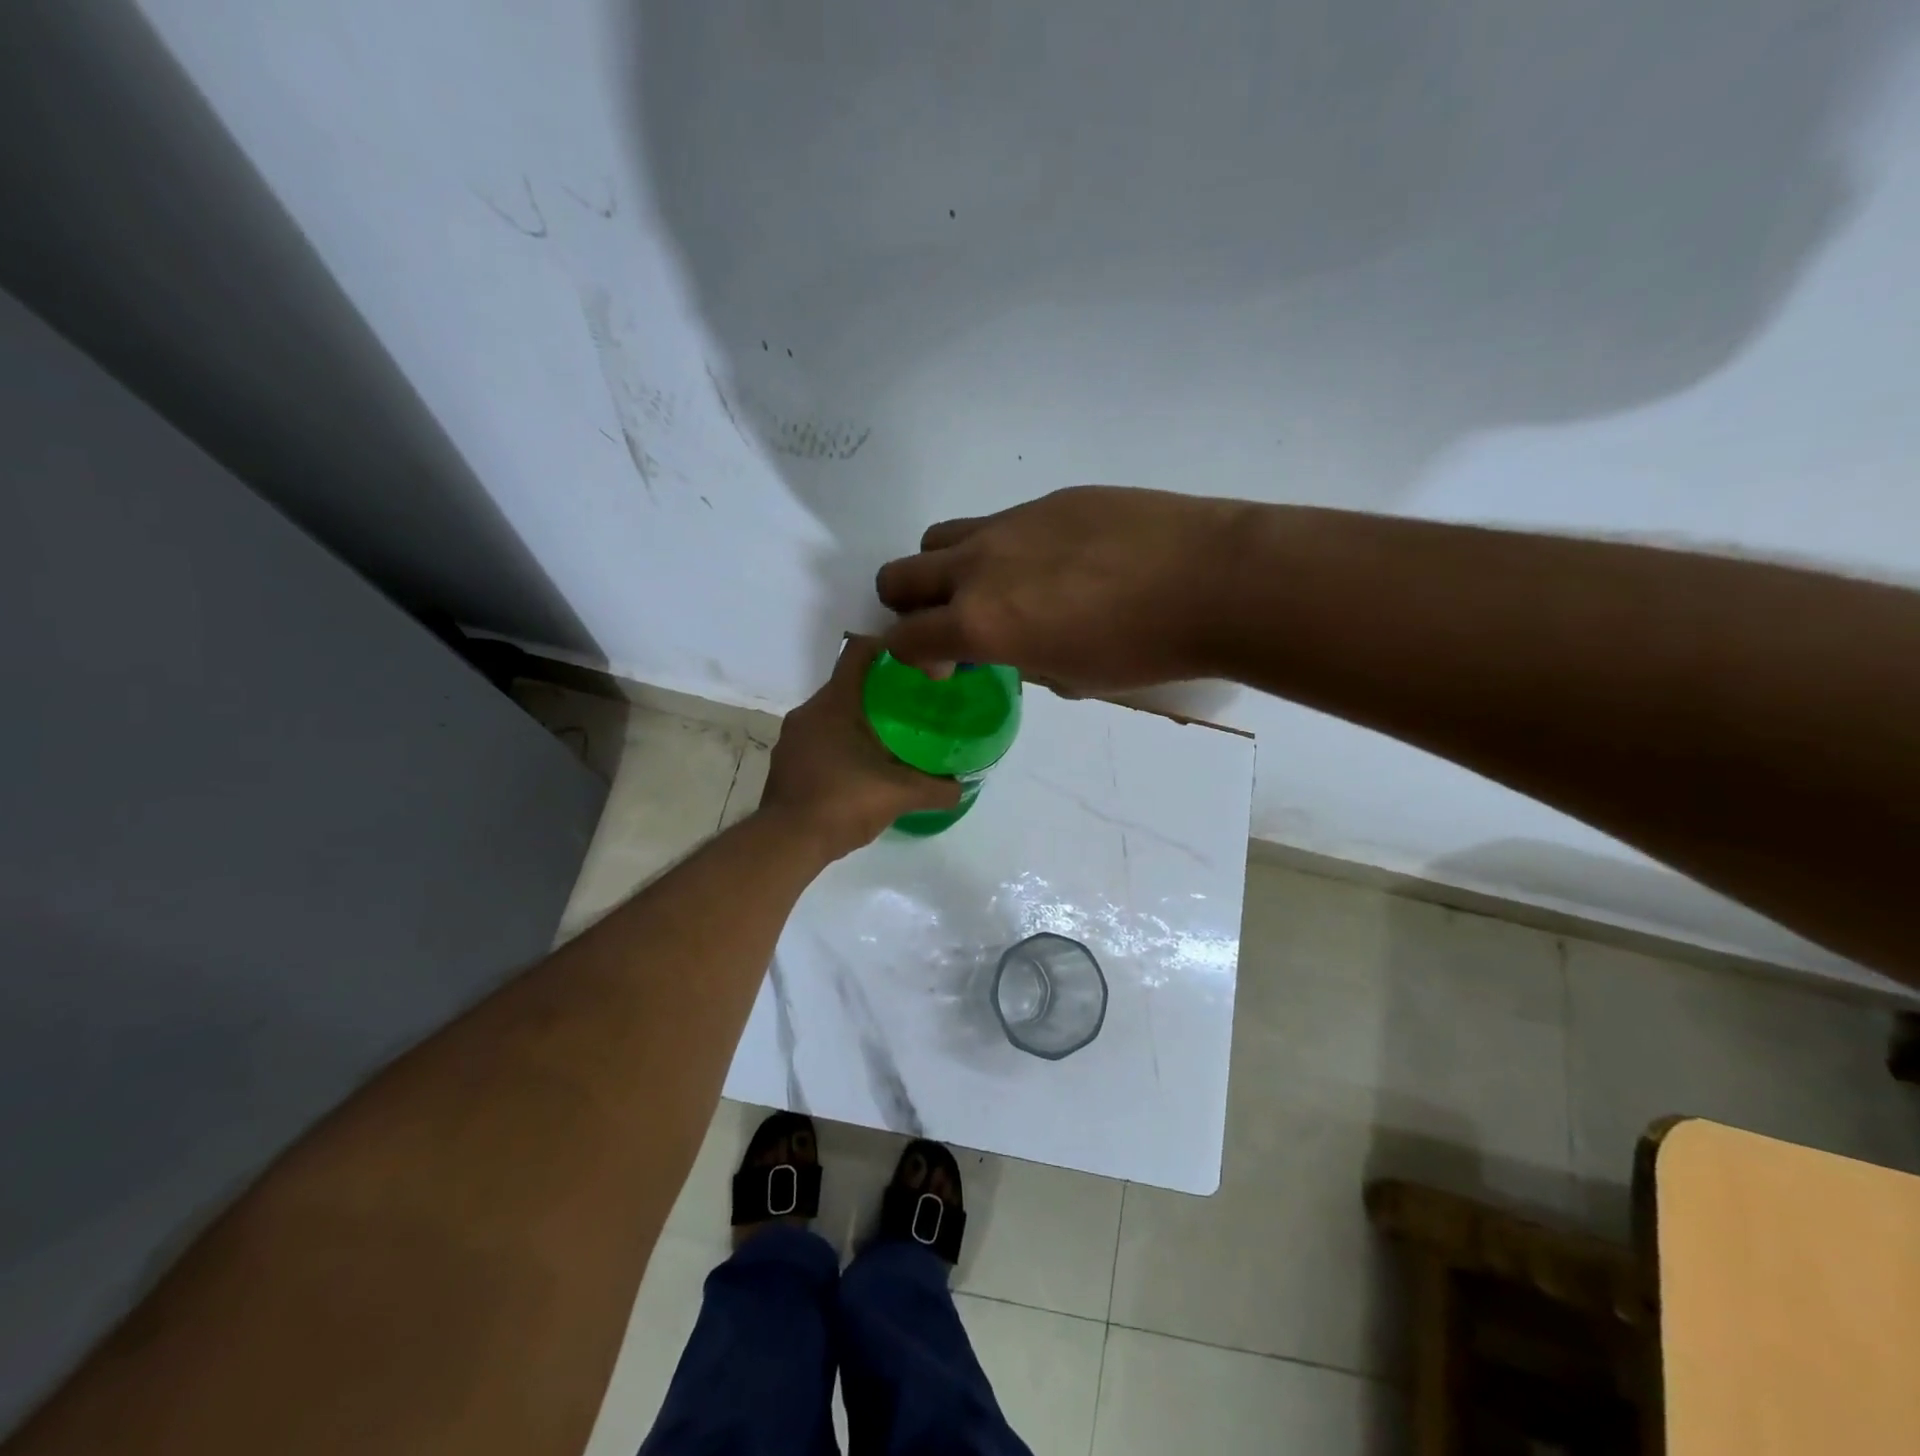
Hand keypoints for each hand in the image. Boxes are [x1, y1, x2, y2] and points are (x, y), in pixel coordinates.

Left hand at [759, 637, 962, 857]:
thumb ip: (935, 789)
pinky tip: (864, 767)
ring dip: (860, 720)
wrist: (786, 843)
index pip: (859, 652)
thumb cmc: (842, 803)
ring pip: (832, 714)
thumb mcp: (898, 795)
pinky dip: (842, 743)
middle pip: (848, 685)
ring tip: (892, 737)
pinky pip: (819, 738)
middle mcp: (809, 712)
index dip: (888, 649)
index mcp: (834, 704)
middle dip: (880, 691)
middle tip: (914, 705)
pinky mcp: (786, 762)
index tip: (916, 662)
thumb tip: (961, 788)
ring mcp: (793, 738)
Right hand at [875, 486, 1247, 694]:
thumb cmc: (1143, 650)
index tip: (942, 665)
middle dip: (908, 605)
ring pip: (941, 538)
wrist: (1213, 580)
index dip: (909, 657)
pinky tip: (1057, 563)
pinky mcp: (1049, 499)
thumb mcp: (1073, 677)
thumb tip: (1017, 646)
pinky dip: (1002, 549)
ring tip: (995, 588)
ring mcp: (1011, 524)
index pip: (905, 638)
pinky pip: (999, 523)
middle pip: (898, 575)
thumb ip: (1024, 660)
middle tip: (949, 623)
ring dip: (946, 569)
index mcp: (980, 623)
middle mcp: (979, 566)